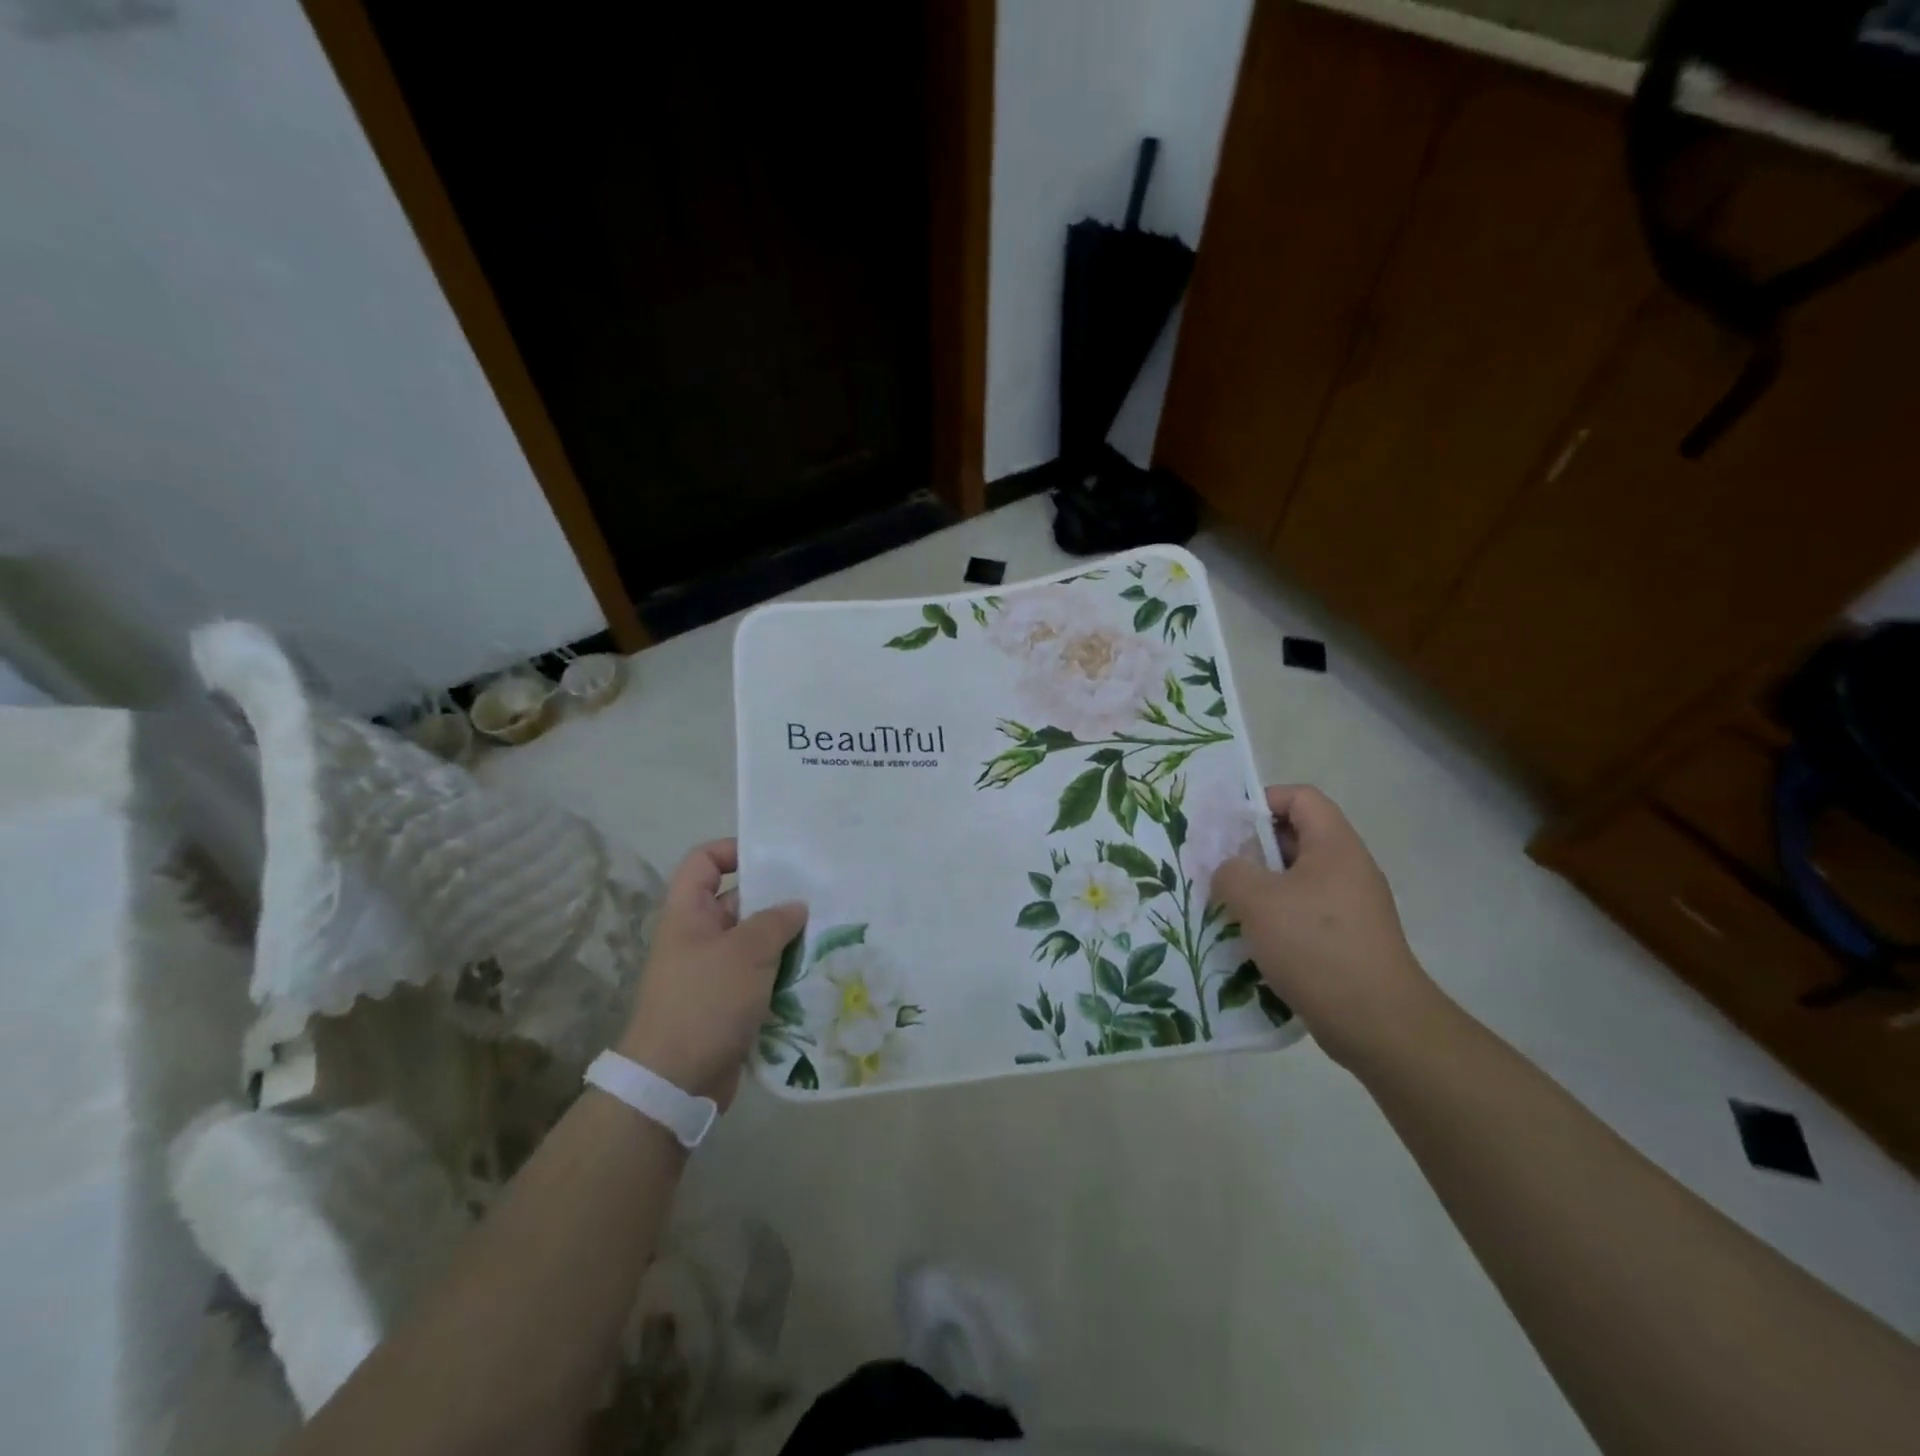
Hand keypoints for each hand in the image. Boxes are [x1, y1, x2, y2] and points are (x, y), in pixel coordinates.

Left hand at [619, 840, 806, 1108]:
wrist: (675, 1082)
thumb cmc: (705, 1002)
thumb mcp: (746, 952)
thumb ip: (775, 921)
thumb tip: (797, 906)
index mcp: (688, 914)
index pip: (704, 862)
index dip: (733, 849)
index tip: (774, 856)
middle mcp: (698, 937)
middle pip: (738, 901)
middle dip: (776, 898)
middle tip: (820, 894)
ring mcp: (713, 972)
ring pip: (755, 942)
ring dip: (787, 939)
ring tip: (829, 931)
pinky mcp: (729, 1003)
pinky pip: (761, 976)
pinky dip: (784, 972)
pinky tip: (818, 970)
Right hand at [1213, 785, 1449, 1074]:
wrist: (1378, 1023)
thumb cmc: (1316, 946)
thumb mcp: (1258, 901)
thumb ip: (1231, 872)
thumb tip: (1229, 871)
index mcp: (1335, 845)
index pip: (1300, 797)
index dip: (1262, 801)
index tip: (1227, 827)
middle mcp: (1348, 868)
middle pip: (1295, 837)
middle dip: (1252, 849)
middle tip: (1217, 869)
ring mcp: (1351, 906)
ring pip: (1296, 879)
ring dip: (1259, 888)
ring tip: (1226, 907)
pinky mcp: (1347, 939)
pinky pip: (1303, 912)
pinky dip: (1275, 918)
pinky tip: (1250, 941)